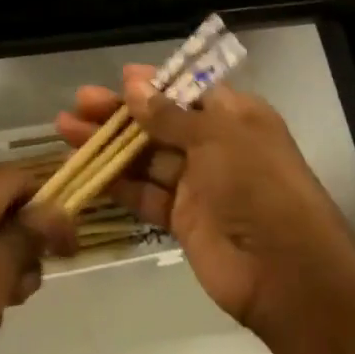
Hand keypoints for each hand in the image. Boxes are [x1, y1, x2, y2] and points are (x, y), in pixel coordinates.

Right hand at [55, 66, 354, 340]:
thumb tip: (133, 83)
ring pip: (146, 157)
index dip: (153, 83)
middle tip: (80, 103)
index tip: (118, 79)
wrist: (287, 275)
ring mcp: (198, 184)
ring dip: (110, 145)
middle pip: (159, 121)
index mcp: (234, 116)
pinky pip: (145, 194)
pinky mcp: (182, 220)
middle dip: (120, 112)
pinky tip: (87, 172)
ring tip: (67, 130)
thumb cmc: (257, 186)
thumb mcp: (217, 137)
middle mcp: (215, 145)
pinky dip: (117, 184)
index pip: (187, 90)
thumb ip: (170, 113)